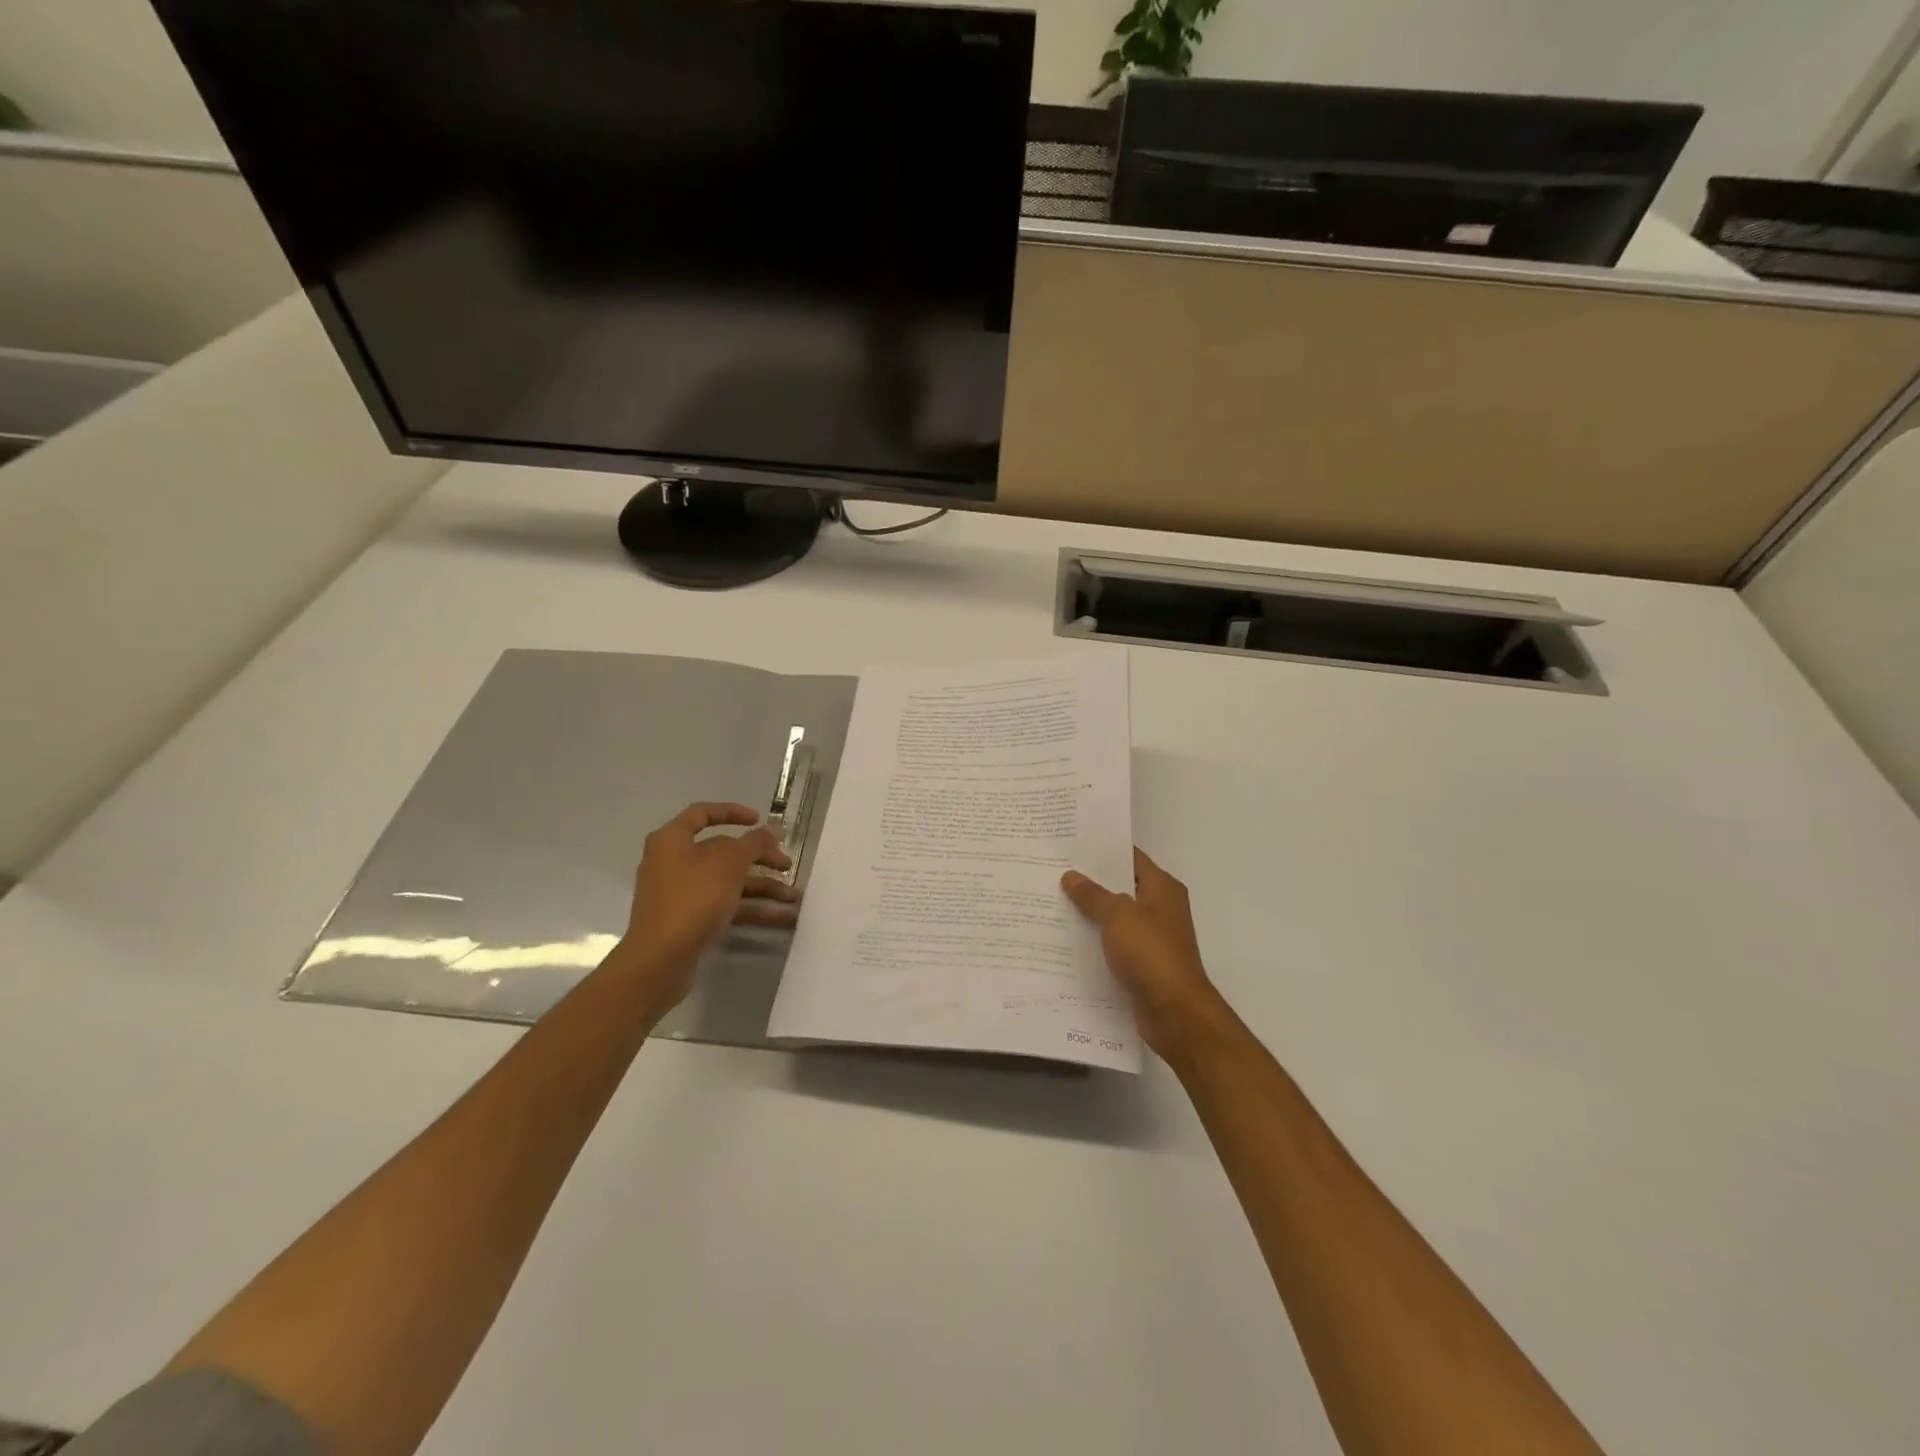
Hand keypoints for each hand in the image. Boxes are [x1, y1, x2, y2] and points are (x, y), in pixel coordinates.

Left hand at [613, 802, 797, 1012]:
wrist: (660, 960)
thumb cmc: (692, 900)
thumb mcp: (729, 864)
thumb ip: (754, 843)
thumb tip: (774, 828)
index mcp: (672, 840)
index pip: (703, 813)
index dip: (733, 812)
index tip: (760, 820)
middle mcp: (673, 862)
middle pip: (723, 851)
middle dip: (760, 858)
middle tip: (788, 865)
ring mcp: (681, 893)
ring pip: (728, 881)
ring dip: (763, 888)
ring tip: (794, 898)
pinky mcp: (688, 919)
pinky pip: (725, 905)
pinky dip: (751, 909)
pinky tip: (781, 918)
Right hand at [1062, 848, 1229, 1060]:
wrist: (1175, 1012)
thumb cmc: (1150, 953)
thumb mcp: (1118, 916)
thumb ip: (1093, 895)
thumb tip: (1070, 876)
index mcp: (1162, 888)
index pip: (1131, 857)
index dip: (1103, 849)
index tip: (1072, 844)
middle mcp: (1160, 908)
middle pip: (1121, 887)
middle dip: (1090, 881)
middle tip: (1054, 871)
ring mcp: (1152, 937)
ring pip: (1115, 917)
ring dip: (1090, 913)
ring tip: (1052, 901)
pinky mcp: (1142, 963)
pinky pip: (1114, 944)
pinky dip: (1095, 941)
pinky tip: (1066, 939)